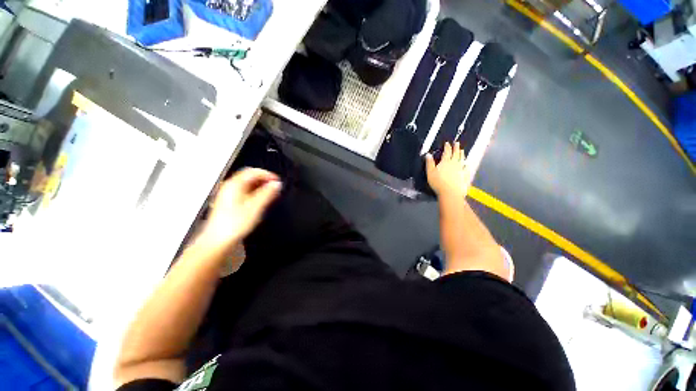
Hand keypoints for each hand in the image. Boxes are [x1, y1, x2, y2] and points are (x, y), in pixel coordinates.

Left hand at [197, 168, 281, 251]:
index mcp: (234, 185)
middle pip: (249, 177)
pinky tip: (260, 201)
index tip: (277, 180)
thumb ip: (267, 194)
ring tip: (271, 194)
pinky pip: (244, 193)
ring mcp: (228, 196)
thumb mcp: (255, 207)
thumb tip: (276, 184)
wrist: (218, 241)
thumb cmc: (233, 225)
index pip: (252, 171)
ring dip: (260, 187)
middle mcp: (229, 188)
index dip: (267, 174)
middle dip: (264, 180)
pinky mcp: (229, 204)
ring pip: (247, 185)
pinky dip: (255, 194)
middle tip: (275, 186)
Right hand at [426, 142, 469, 197]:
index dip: (447, 147)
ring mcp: (461, 169)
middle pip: (456, 153)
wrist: (451, 192)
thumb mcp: (430, 173)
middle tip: (457, 143)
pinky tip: (467, 164)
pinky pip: (466, 168)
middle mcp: (454, 163)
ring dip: (462, 154)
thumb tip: (428, 154)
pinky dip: (466, 164)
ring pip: (462, 159)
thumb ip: (429, 163)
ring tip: (462, 150)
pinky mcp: (465, 175)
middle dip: (456, 147)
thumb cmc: (438, 183)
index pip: (447, 152)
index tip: (447, 143)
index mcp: (445, 162)